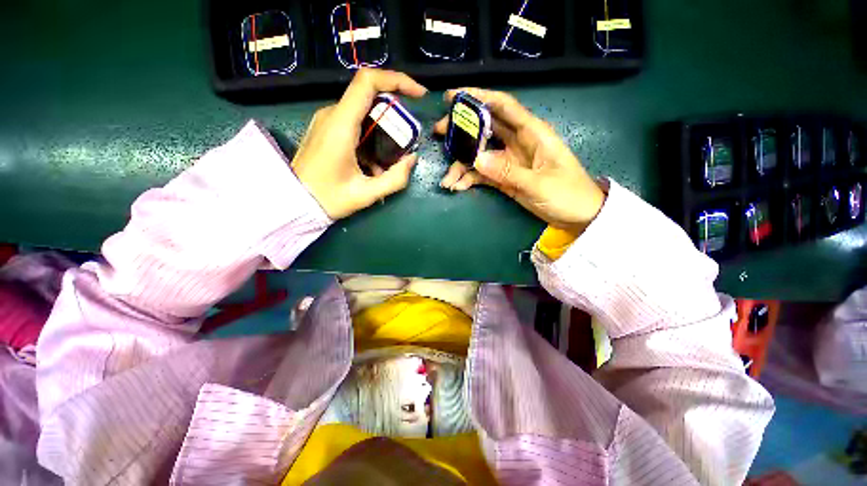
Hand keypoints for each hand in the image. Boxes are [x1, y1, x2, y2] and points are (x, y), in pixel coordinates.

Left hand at [292, 69, 427, 219]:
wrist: (293, 202)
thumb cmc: (327, 199)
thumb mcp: (366, 194)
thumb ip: (395, 179)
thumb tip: (412, 158)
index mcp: (341, 125)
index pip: (368, 82)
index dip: (397, 80)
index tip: (419, 95)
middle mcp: (332, 115)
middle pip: (370, 97)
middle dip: (395, 115)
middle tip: (407, 141)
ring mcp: (328, 121)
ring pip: (364, 112)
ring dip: (384, 130)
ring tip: (389, 161)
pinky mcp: (327, 129)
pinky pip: (355, 124)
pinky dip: (372, 138)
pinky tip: (373, 165)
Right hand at [434, 88, 605, 232]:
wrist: (578, 215)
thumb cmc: (567, 194)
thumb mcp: (539, 184)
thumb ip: (508, 172)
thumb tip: (476, 159)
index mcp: (532, 133)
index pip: (503, 106)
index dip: (479, 97)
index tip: (452, 96)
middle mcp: (517, 142)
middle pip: (485, 128)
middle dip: (461, 129)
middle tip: (438, 133)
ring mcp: (508, 161)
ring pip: (479, 154)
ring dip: (461, 164)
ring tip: (447, 181)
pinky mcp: (504, 177)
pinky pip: (482, 174)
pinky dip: (469, 179)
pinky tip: (458, 187)